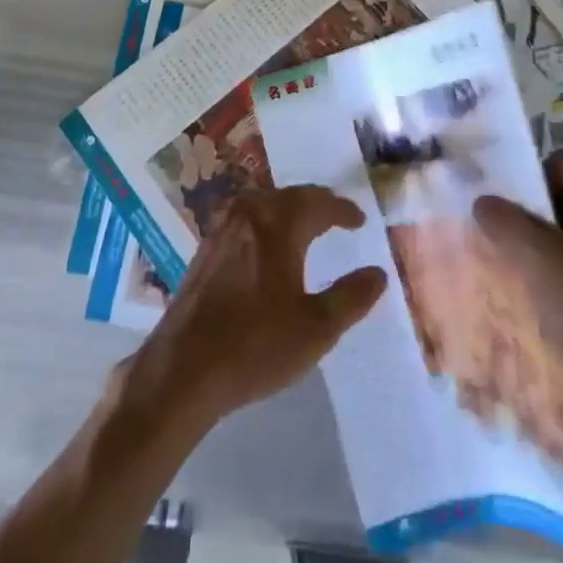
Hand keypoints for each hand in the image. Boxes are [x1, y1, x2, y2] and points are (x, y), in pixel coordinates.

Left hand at [120, 185, 386, 433]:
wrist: (184, 366)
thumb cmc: (256, 345)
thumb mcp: (316, 328)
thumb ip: (351, 298)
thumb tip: (378, 273)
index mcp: (280, 223)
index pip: (319, 204)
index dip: (342, 210)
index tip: (359, 219)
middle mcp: (250, 213)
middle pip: (290, 196)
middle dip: (316, 203)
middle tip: (335, 214)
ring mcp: (223, 227)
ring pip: (264, 203)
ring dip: (288, 208)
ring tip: (305, 223)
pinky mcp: (206, 246)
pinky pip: (244, 217)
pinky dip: (264, 219)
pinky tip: (265, 241)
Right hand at [473, 151, 562, 437]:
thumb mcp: (536, 261)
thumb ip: (505, 221)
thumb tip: (483, 200)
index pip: (562, 163)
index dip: (530, 178)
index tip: (507, 207)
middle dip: (539, 212)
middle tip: (513, 237)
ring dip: (556, 240)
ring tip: (530, 267)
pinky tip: (560, 294)